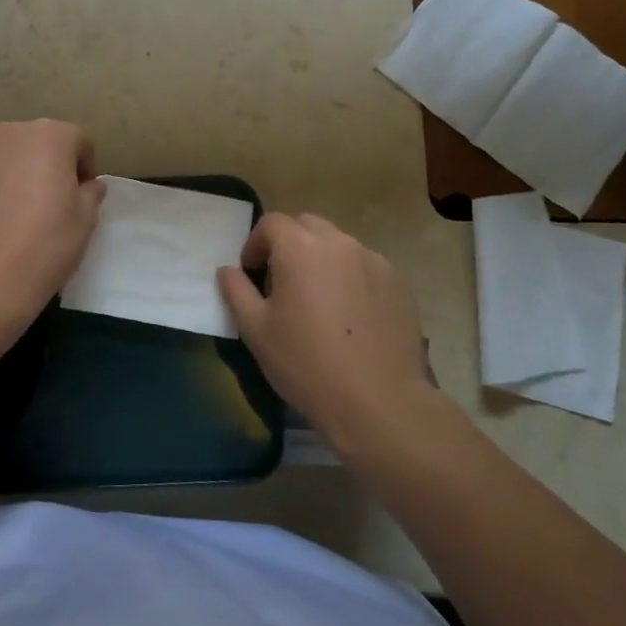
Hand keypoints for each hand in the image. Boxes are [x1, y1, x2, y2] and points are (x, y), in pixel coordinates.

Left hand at [0, 119, 104, 328]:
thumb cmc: (46, 244)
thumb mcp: (86, 219)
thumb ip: (90, 191)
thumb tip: (87, 184)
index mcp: (50, 135)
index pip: (77, 140)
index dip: (84, 166)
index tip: (80, 194)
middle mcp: (11, 131)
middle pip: (38, 141)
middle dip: (48, 163)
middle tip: (49, 200)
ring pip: (6, 154)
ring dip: (16, 171)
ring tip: (16, 208)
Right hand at [217, 213, 438, 453]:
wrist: (379, 402)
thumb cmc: (306, 364)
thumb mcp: (255, 330)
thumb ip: (236, 291)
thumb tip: (228, 270)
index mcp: (299, 248)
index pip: (271, 223)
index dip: (256, 243)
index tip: (252, 272)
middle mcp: (338, 243)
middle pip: (307, 226)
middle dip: (289, 245)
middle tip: (283, 282)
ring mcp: (373, 260)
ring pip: (338, 246)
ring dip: (322, 260)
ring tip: (319, 300)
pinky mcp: (398, 283)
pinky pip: (365, 267)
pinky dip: (351, 278)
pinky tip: (351, 316)